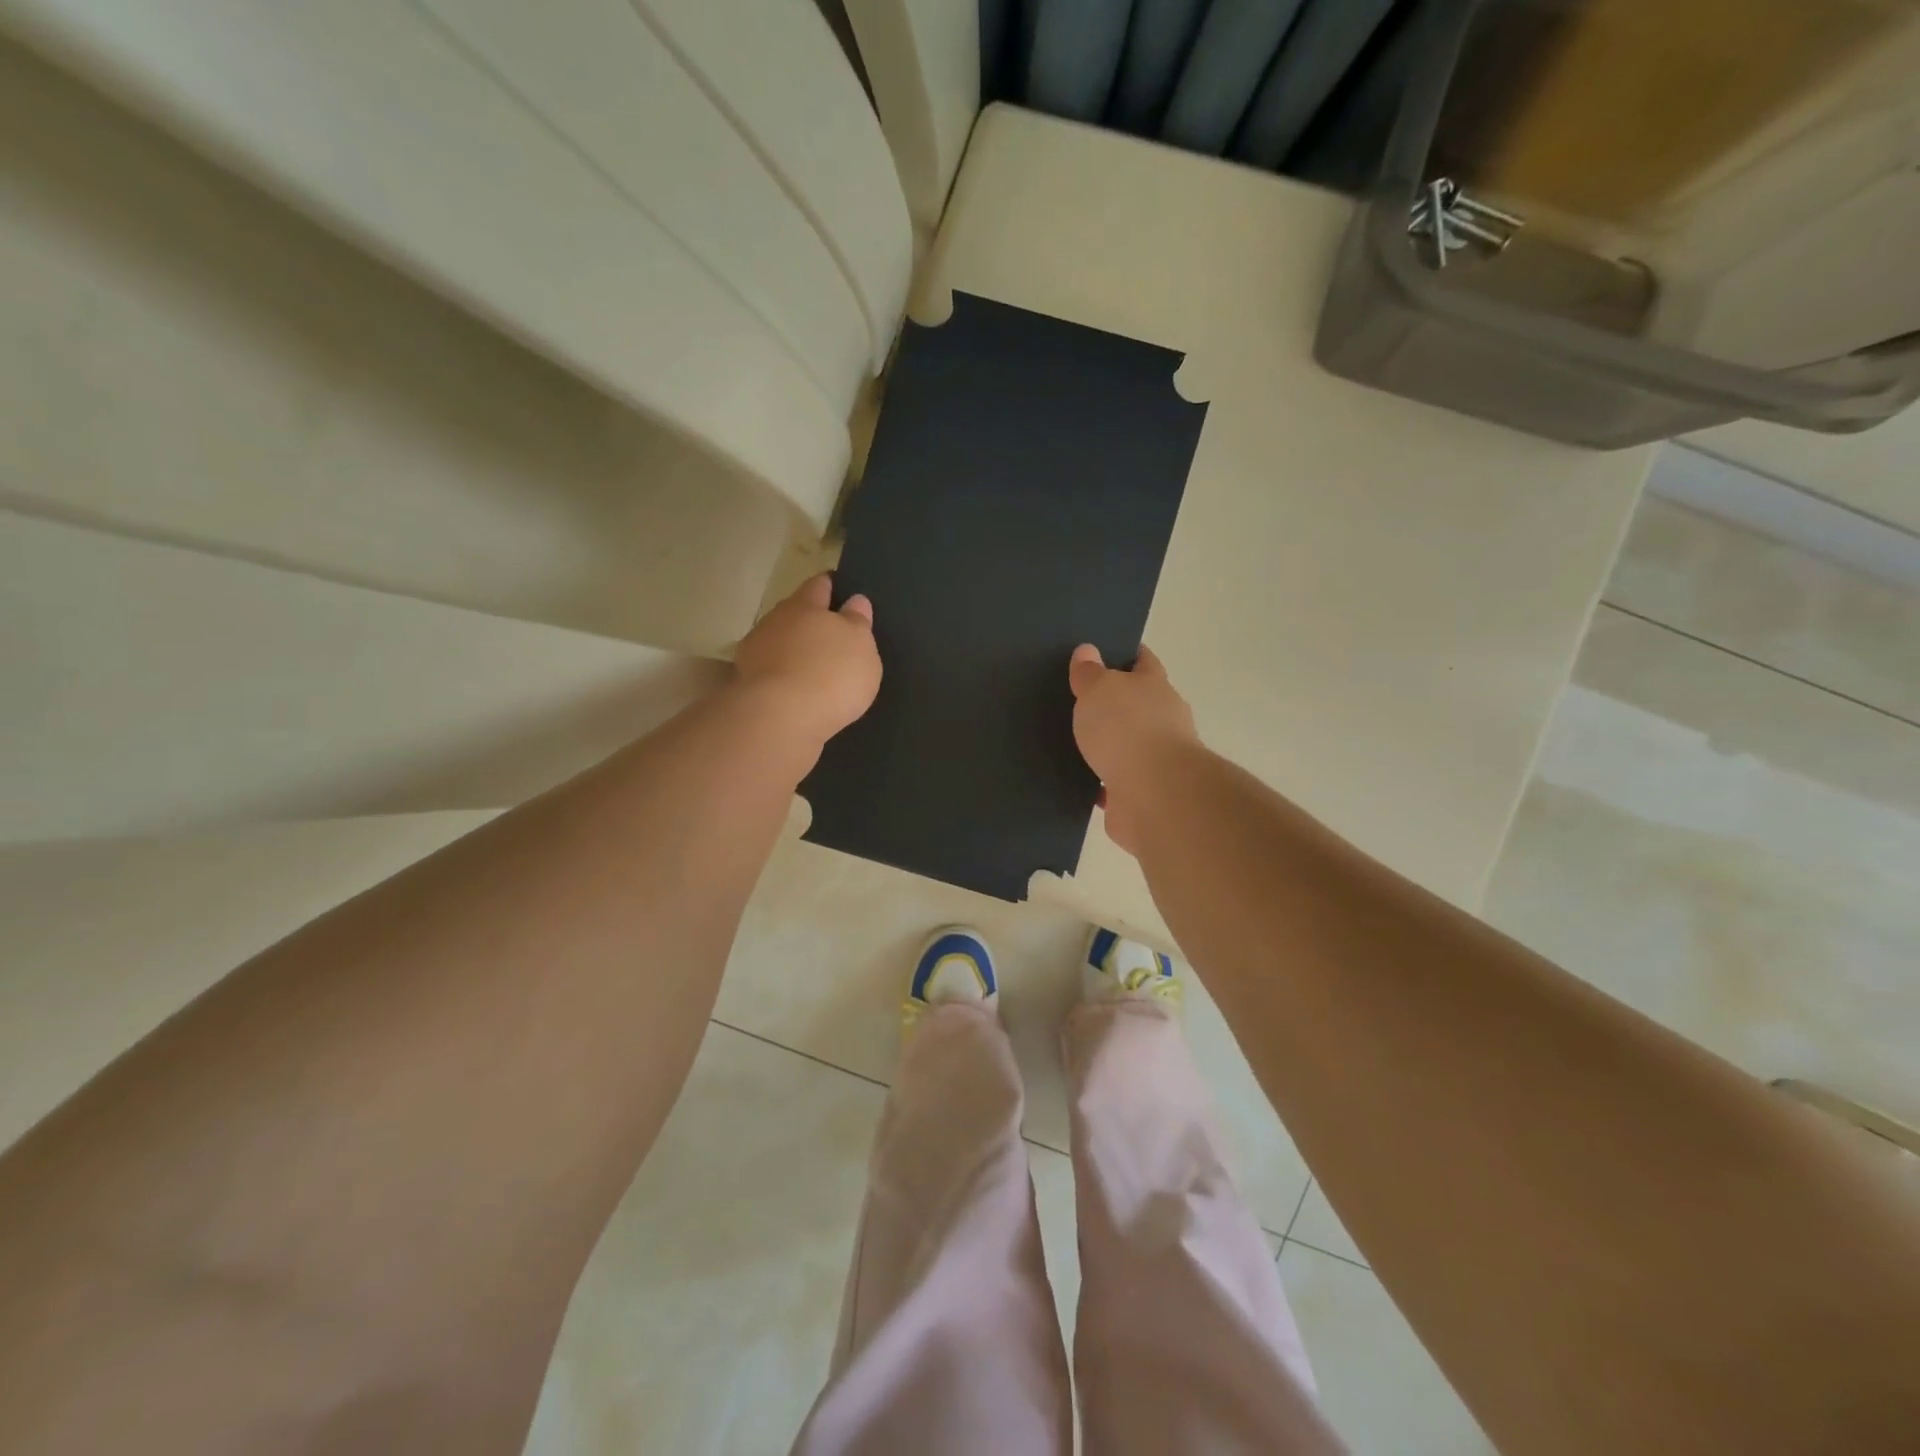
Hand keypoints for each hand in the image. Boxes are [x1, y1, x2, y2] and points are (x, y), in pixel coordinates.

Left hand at [733, 573, 881, 748]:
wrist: (780, 720)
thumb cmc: (830, 673)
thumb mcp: (860, 645)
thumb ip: (858, 622)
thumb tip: (855, 601)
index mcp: (805, 605)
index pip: (819, 585)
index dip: (831, 586)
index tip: (841, 590)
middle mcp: (775, 621)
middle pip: (795, 614)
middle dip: (811, 622)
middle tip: (832, 637)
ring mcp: (755, 653)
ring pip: (780, 644)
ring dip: (794, 653)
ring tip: (815, 671)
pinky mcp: (747, 685)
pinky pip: (772, 674)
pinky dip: (785, 679)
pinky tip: (798, 693)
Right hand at [1068, 644, 1197, 854]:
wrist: (1154, 796)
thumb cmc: (1127, 730)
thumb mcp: (1099, 689)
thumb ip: (1090, 672)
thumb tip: (1088, 650)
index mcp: (1154, 687)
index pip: (1142, 661)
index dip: (1123, 653)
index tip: (1098, 651)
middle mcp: (1161, 720)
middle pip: (1134, 704)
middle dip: (1110, 703)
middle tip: (1073, 699)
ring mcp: (1154, 760)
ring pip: (1123, 745)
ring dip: (1104, 745)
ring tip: (1068, 740)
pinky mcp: (1140, 794)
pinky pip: (1112, 782)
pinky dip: (1097, 782)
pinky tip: (1074, 778)